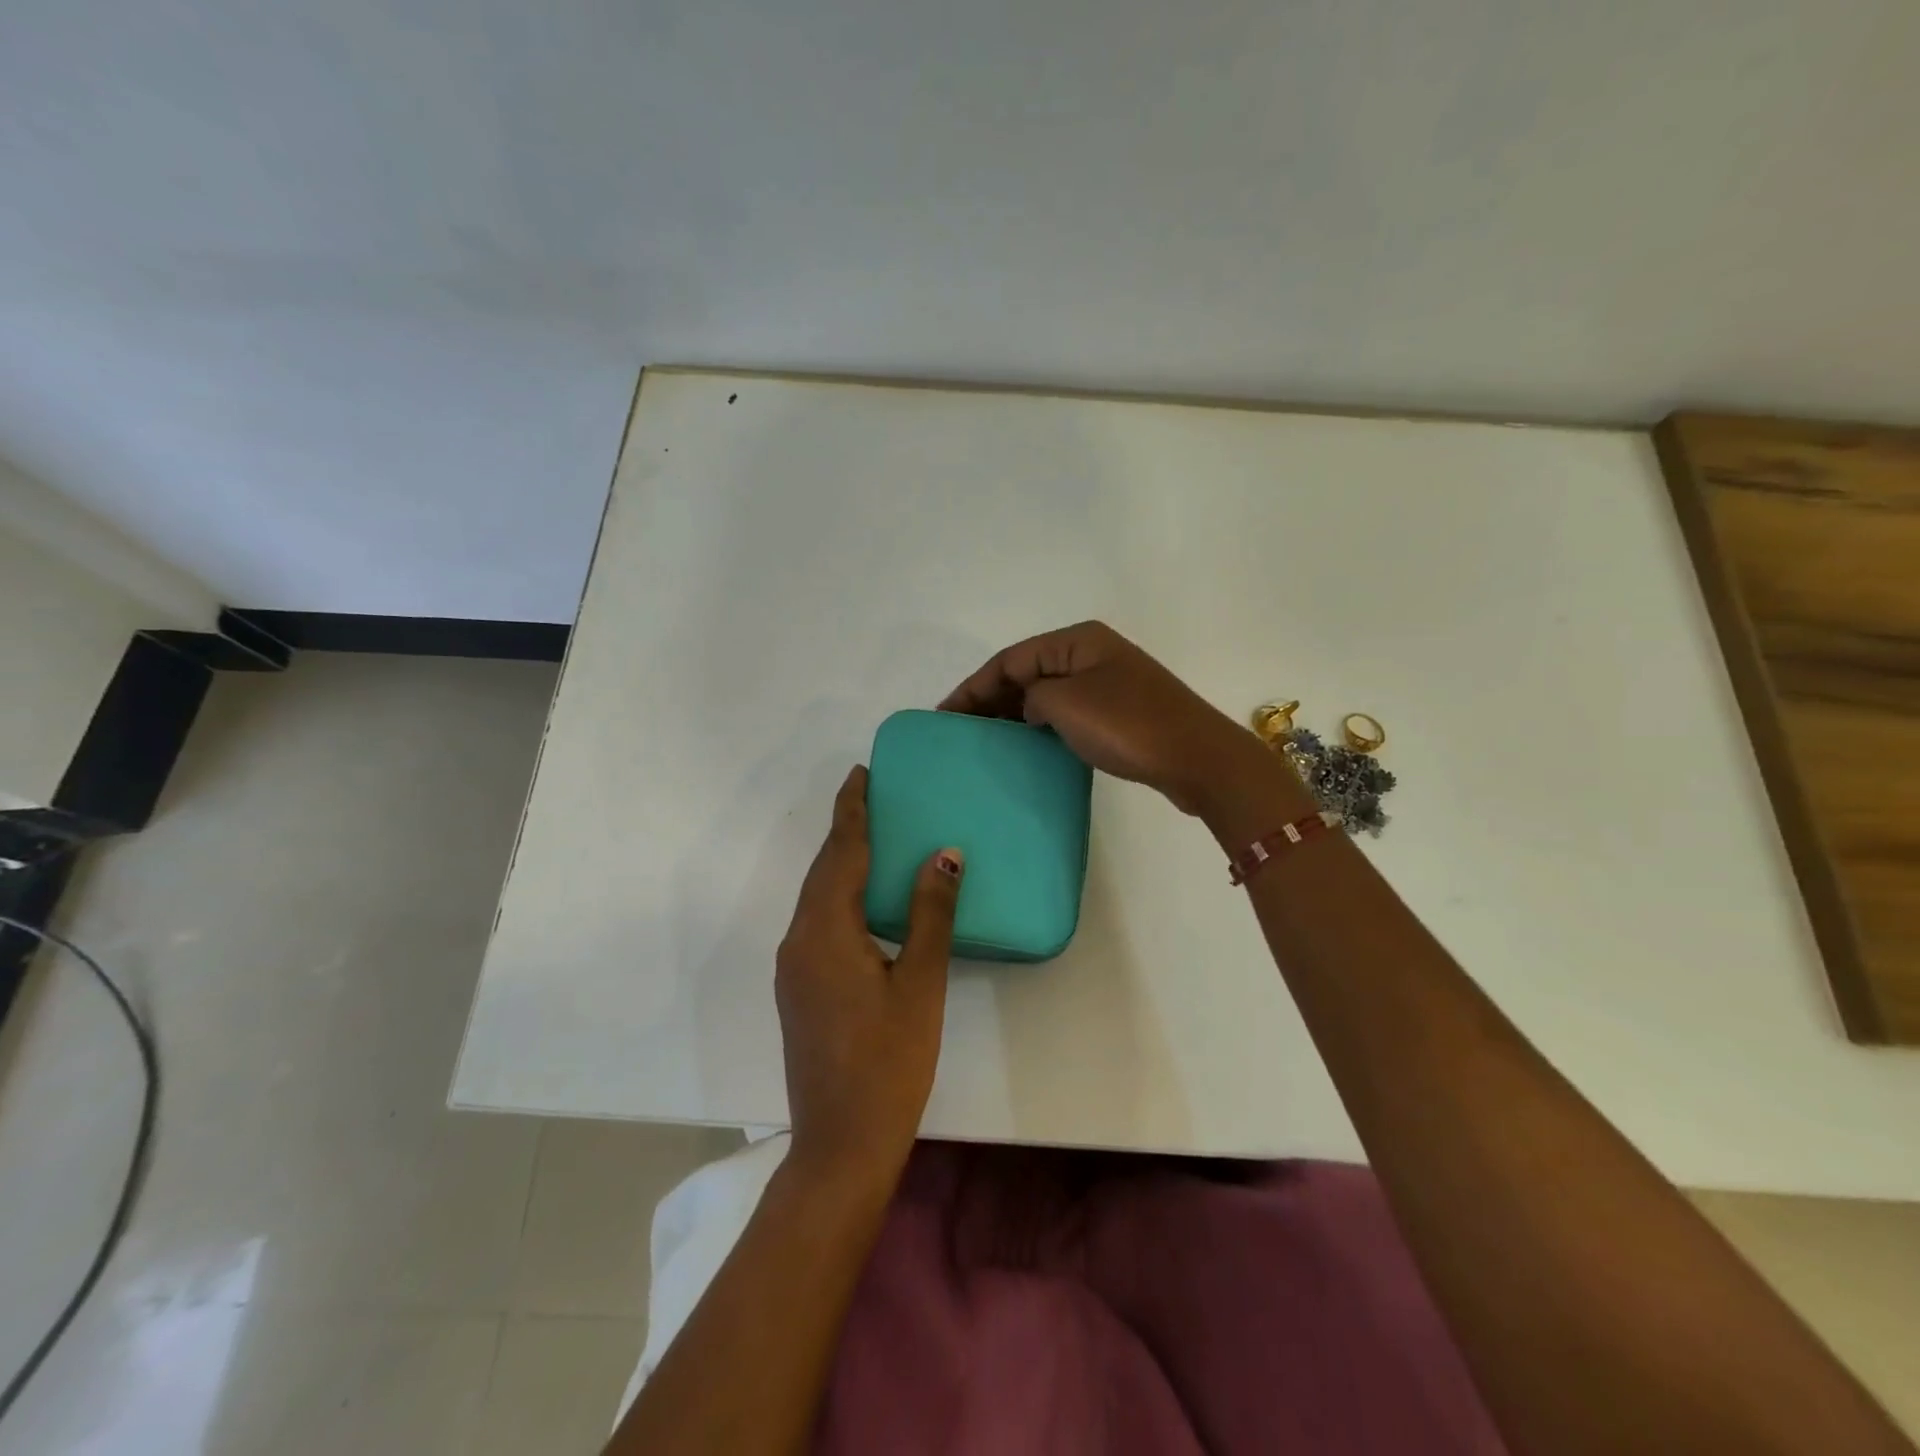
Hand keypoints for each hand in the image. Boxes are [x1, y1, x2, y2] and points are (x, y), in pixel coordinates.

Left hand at [775, 766, 963, 1194]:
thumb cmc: (889, 1063)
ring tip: (872, 838)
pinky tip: (863, 900)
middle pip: (823, 871)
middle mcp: (798, 941)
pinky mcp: (798, 989)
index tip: (860, 773)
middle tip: (872, 795)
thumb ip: (930, 914)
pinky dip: (838, 895)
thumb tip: (943, 854)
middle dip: (845, 830)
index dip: (852, 810)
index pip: (841, 853)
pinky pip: (817, 922)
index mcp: (825, 931)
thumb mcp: (920, 984)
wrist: (840, 1145)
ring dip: (841, 863)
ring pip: (817, 897)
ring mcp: (793, 968)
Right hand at [940, 621, 1274, 815]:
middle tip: (960, 731)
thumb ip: (1031, 696)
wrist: (1196, 758)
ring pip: (1047, 693)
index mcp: (1076, 640)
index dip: (973, 686)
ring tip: (985, 740)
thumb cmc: (1126, 724)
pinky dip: (1042, 726)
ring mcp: (1108, 683)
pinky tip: (1026, 746)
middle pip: (1027, 672)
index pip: (1010, 659)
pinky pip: (1067, 712)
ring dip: (1015, 713)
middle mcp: (1091, 654)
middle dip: (991, 699)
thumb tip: (1031, 707)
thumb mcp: (1065, 703)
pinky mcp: (1120, 712)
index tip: (945, 716)